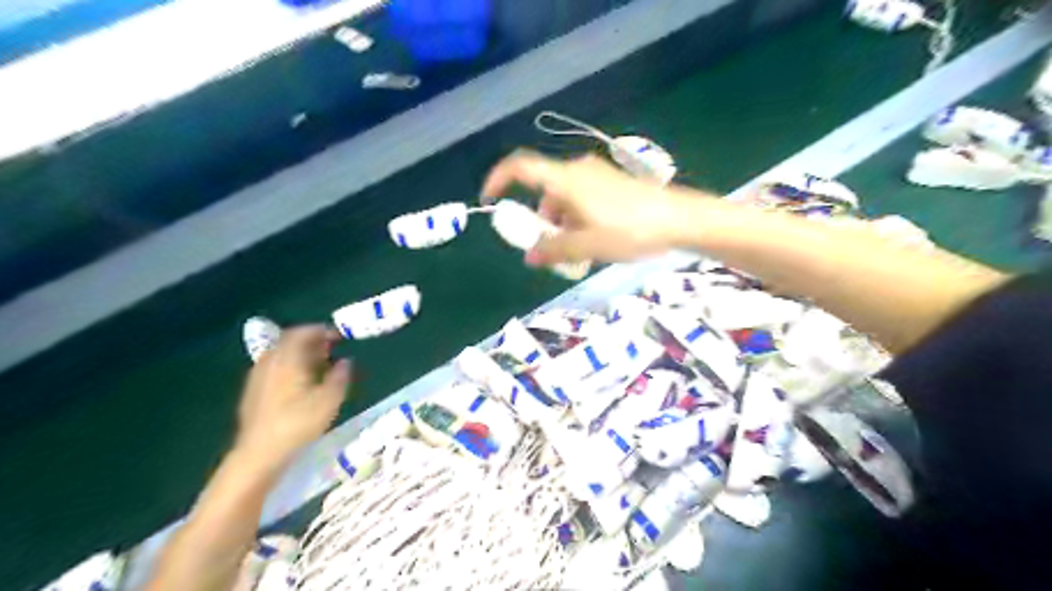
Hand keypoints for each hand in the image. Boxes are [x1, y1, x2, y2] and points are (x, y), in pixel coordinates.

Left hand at [233, 327, 348, 468]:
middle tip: (332, 348)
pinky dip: (291, 367)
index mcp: (287, 358)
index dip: (321, 330)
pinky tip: (303, 384)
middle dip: (312, 342)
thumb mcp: (329, 399)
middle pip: (290, 342)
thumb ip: (340, 376)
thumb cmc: (298, 422)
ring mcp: (258, 377)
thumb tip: (346, 361)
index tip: (339, 336)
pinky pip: (275, 369)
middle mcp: (270, 362)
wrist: (259, 453)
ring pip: (282, 356)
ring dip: (302, 355)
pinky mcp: (254, 393)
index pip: (302, 332)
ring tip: (321, 365)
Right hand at [481, 147, 709, 265]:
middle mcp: (577, 171)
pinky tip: (594, 240)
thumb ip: (553, 250)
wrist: (679, 219)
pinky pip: (582, 198)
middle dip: (539, 218)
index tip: (490, 199)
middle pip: (544, 190)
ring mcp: (597, 175)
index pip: (520, 167)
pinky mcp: (612, 183)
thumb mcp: (586, 246)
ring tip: (576, 252)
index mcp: (565, 180)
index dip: (499, 179)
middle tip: (549, 248)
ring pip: (564, 197)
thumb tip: (529, 256)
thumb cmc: (629, 230)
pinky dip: (576, 217)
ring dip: (560, 222)